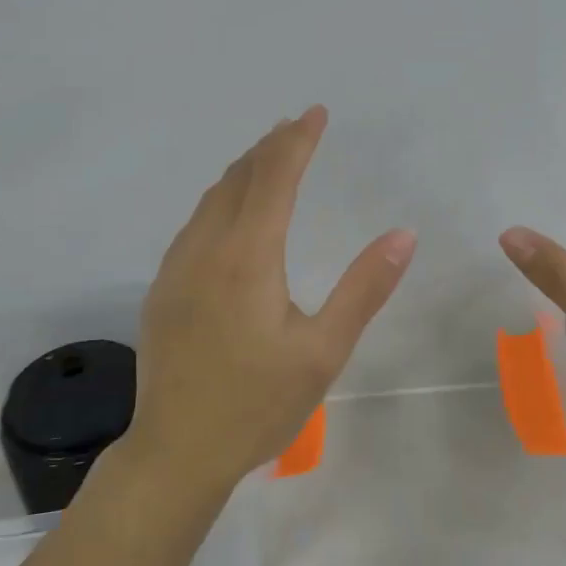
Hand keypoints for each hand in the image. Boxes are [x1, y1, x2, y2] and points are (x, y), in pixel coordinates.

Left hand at [127, 106, 416, 493]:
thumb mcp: (323, 351)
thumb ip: (364, 288)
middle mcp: (206, 248)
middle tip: (297, 126)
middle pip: (240, 178)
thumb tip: (403, 234)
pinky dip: (221, 199)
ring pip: (212, 198)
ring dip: (244, 170)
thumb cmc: (257, 404)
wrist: (175, 452)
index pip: (275, 177)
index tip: (316, 113)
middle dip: (271, 146)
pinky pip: (195, 223)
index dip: (297, 140)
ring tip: (268, 156)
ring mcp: (177, 267)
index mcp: (248, 256)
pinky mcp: (162, 288)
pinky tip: (231, 211)